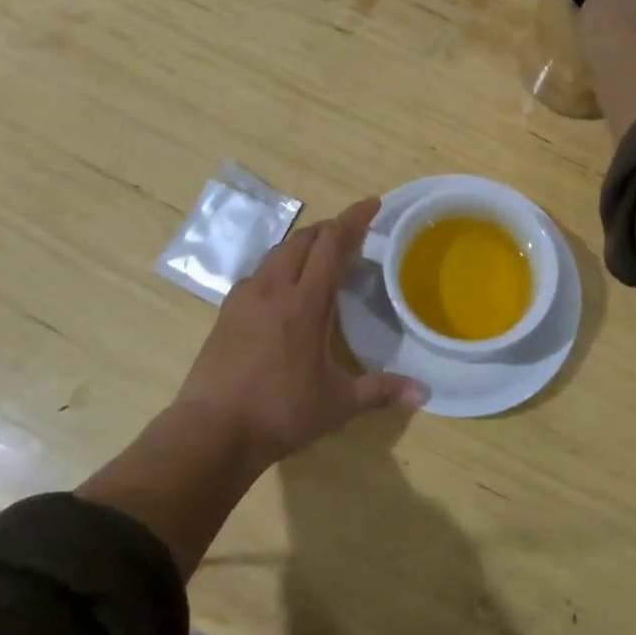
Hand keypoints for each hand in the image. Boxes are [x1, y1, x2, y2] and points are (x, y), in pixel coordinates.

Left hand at [173, 197, 427, 465]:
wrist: (212, 431)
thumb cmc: (280, 413)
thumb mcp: (337, 404)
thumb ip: (380, 391)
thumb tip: (423, 392)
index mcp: (304, 302)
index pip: (332, 244)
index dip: (353, 220)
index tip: (372, 203)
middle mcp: (273, 289)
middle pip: (303, 240)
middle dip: (330, 229)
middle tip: (351, 234)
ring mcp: (244, 298)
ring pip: (277, 253)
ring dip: (303, 245)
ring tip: (320, 256)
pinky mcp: (226, 312)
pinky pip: (258, 273)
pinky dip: (279, 267)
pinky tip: (283, 289)